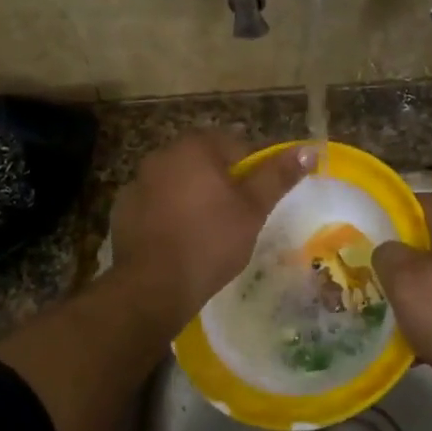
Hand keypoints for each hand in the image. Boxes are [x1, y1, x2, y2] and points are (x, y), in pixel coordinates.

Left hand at [110, 132, 315, 335]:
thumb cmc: (211, 241)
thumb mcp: (253, 208)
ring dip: (193, 195)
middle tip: (238, 213)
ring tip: (209, 228)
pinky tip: (180, 239)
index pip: (234, 144)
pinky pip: (156, 203)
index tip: (260, 196)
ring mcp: (137, 182)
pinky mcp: (122, 210)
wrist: (153, 286)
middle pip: (203, 160)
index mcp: (194, 147)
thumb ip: (278, 175)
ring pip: (177, 181)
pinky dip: (169, 213)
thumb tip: (309, 149)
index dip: (253, 168)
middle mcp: (161, 155)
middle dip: (221, 180)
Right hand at [372, 193, 431, 400]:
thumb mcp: (404, 284)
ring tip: (395, 308)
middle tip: (375, 273)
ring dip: (421, 285)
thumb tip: (389, 249)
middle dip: (403, 255)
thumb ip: (388, 255)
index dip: (388, 214)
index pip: (418, 201)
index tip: (365, 235)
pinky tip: (424, 336)